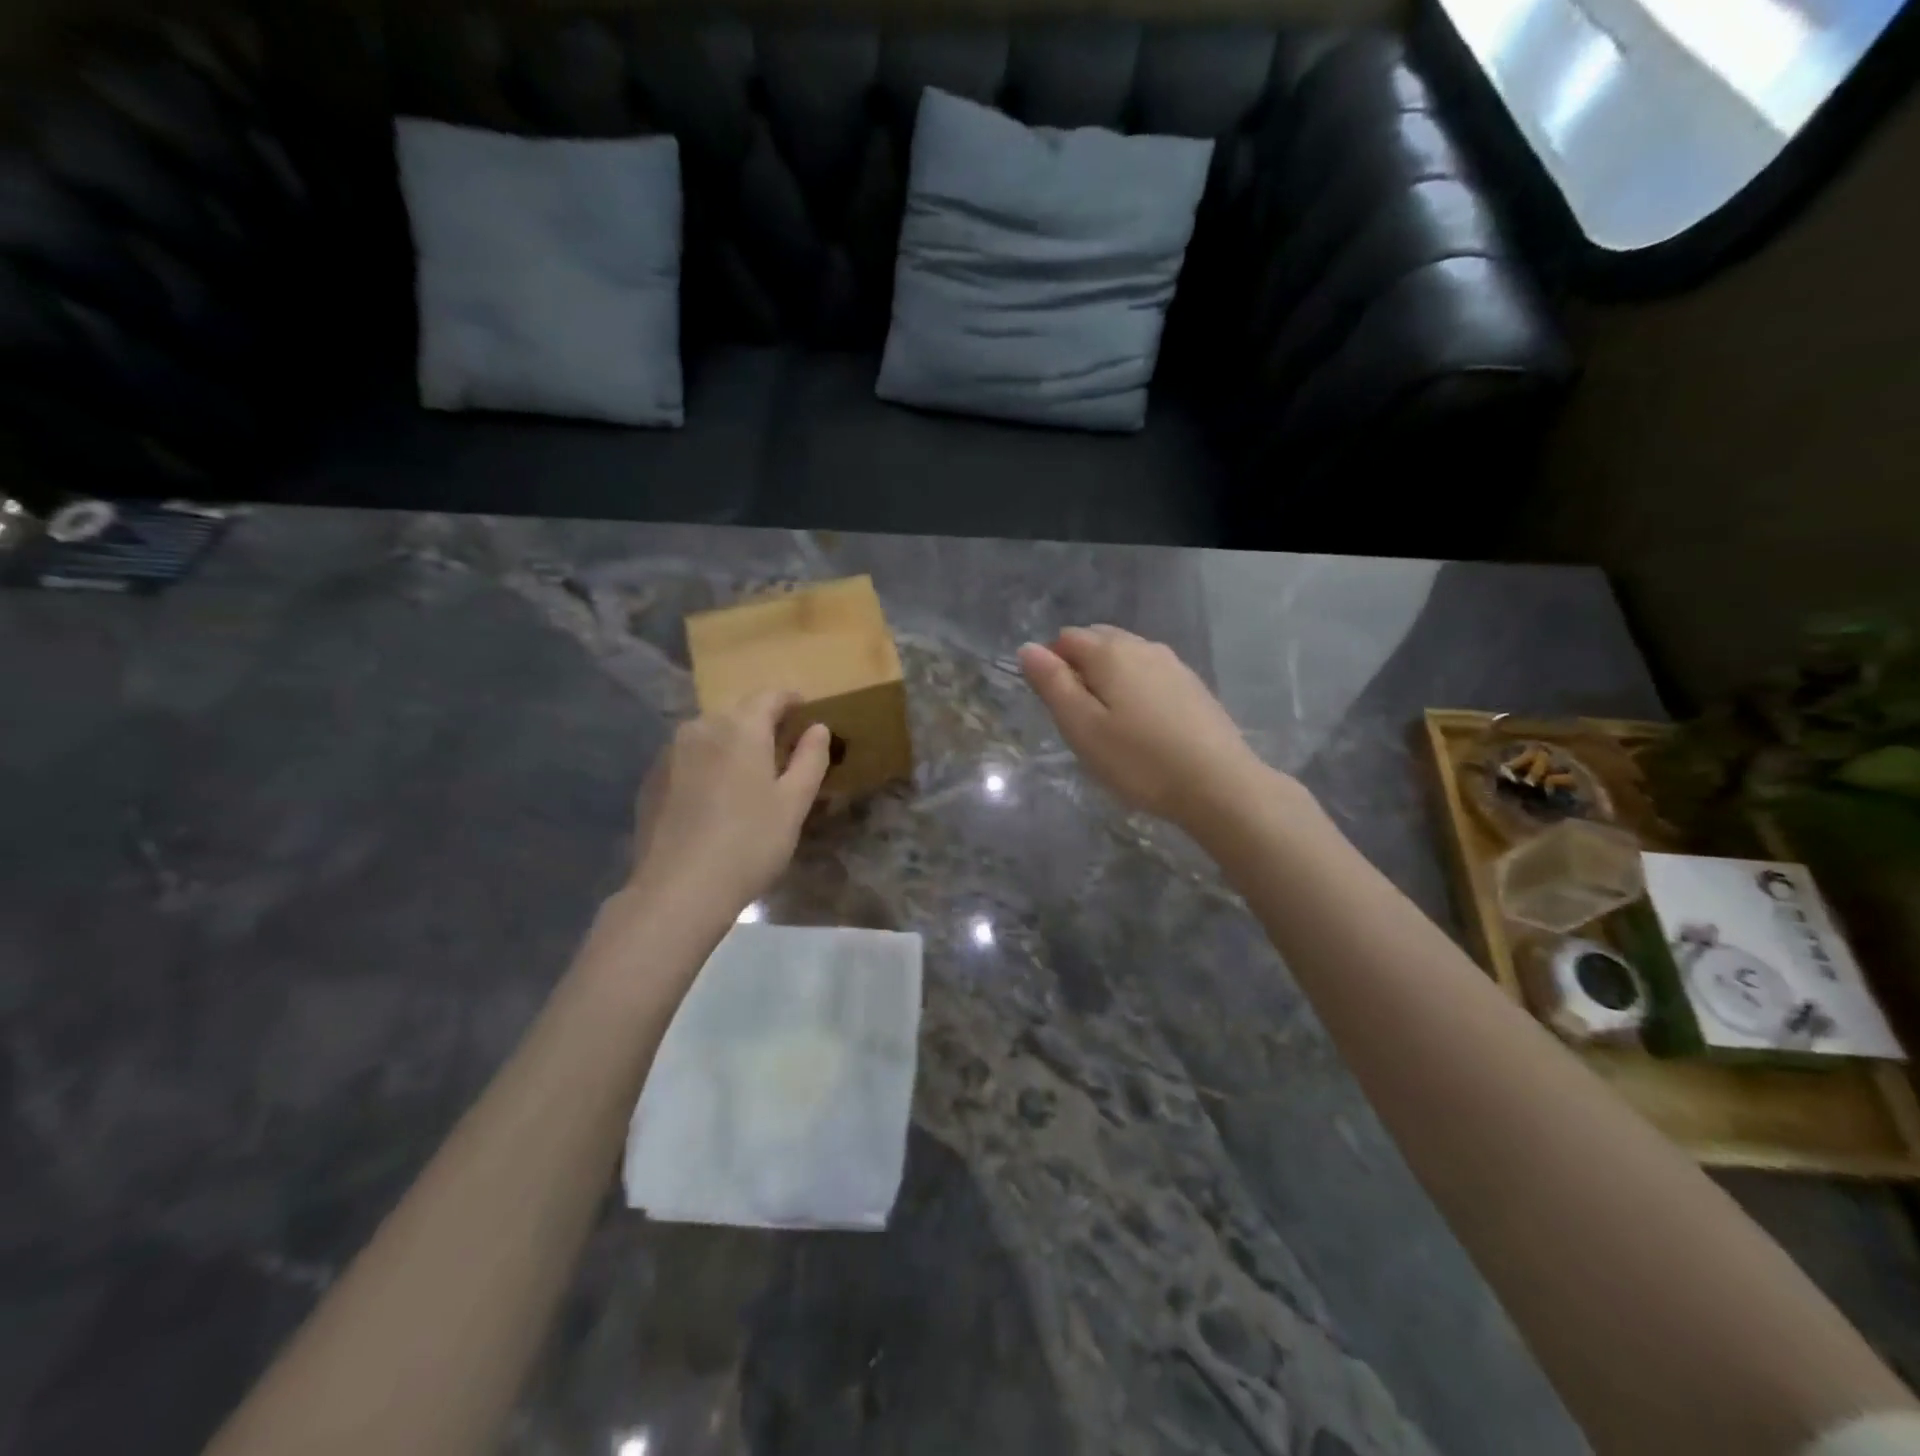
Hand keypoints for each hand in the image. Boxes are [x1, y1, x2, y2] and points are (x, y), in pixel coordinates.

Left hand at [626, 692, 830, 923]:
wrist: (679, 889)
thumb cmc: (750, 843)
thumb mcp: (794, 803)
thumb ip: (810, 758)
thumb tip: (817, 728)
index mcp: (740, 728)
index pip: (769, 696)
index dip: (790, 700)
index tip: (805, 713)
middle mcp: (701, 727)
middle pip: (737, 712)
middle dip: (761, 723)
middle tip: (782, 750)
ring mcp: (670, 752)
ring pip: (710, 734)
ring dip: (732, 744)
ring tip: (748, 775)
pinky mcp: (652, 779)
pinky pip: (689, 757)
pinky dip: (708, 764)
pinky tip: (715, 798)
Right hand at [1019, 626, 1272, 832]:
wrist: (1218, 785)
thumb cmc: (1138, 760)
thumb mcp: (1082, 727)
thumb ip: (1052, 684)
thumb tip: (1028, 648)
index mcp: (1110, 652)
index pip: (1065, 638)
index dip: (1051, 666)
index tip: (1057, 708)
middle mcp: (1142, 646)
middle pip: (1098, 640)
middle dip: (1080, 667)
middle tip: (1080, 717)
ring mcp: (1173, 664)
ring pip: (1127, 656)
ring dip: (1109, 677)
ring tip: (1110, 724)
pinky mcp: (1193, 686)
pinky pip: (1150, 674)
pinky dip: (1136, 688)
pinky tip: (1142, 725)